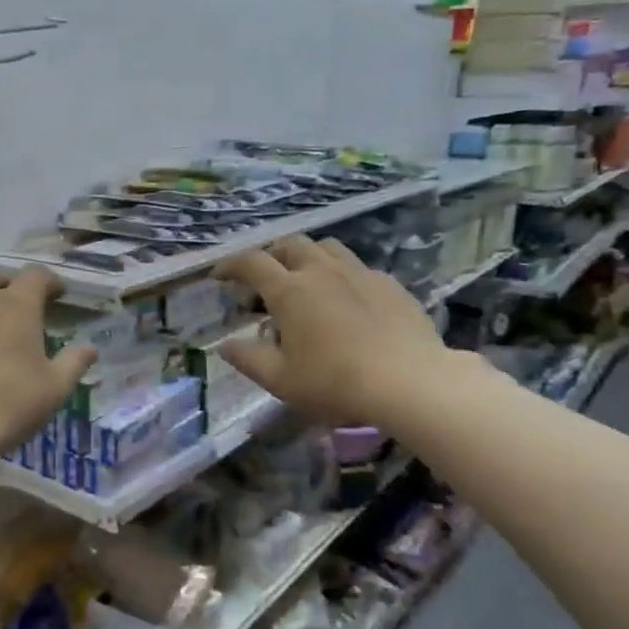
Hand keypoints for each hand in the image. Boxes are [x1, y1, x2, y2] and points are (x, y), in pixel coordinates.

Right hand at [213, 236, 450, 427]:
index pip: (252, 263)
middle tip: (264, 280)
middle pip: (290, 245)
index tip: (219, 276)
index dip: (230, 265)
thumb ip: (249, 359)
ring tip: (305, 280)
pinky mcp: (389, 283)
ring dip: (308, 257)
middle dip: (271, 256)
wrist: (409, 381)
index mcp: (290, 291)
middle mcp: (321, 271)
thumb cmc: (336, 383)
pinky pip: (357, 267)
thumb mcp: (281, 380)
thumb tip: (225, 346)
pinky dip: (341, 274)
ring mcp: (359, 273)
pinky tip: (347, 300)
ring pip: (327, 247)